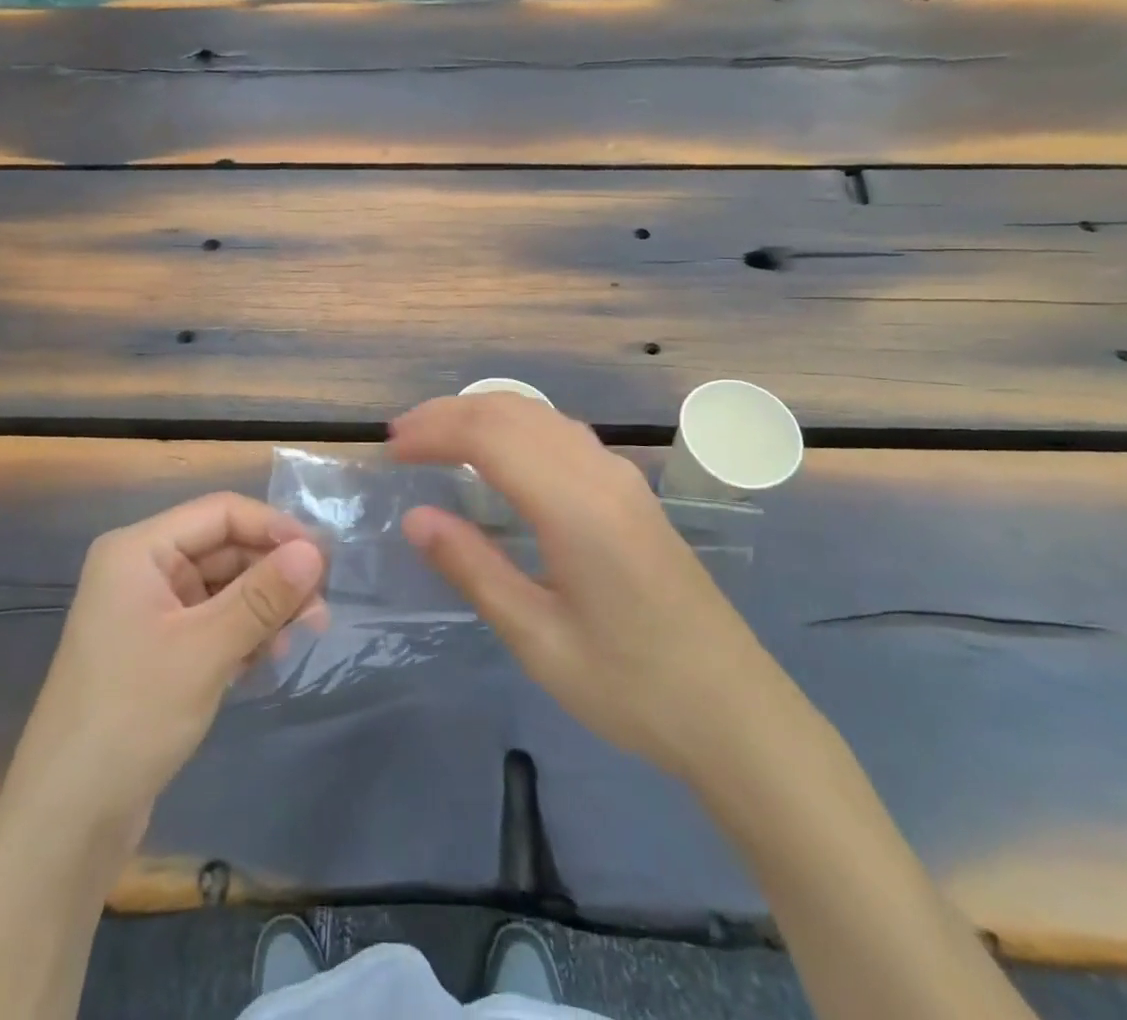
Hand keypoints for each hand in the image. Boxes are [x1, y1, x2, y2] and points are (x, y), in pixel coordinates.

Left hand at [18, 493, 326, 838]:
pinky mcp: (158, 649)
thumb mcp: (206, 650)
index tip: (322, 559)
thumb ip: (263, 596)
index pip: (220, 513)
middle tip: (319, 610)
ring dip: (263, 607)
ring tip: (298, 638)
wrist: (66, 821)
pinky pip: (212, 621)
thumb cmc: (131, 717)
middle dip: (273, 575)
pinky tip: (265, 660)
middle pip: (224, 549)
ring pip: (223, 587)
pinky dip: (243, 633)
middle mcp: (142, 570)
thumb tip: (314, 552)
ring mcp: (149, 611)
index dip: (274, 528)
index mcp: (139, 551)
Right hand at [390, 395, 765, 771]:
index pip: (490, 436)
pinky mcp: (631, 493)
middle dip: (450, 414)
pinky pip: (562, 435)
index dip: (434, 432)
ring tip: (436, 439)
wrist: (736, 713)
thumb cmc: (632, 687)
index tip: (390, 451)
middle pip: (513, 412)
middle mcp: (600, 473)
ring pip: (540, 416)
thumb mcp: (538, 639)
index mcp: (575, 506)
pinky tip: (498, 456)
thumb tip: (416, 517)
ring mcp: (621, 478)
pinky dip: (515, 428)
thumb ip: (473, 568)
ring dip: (483, 415)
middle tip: (401, 439)